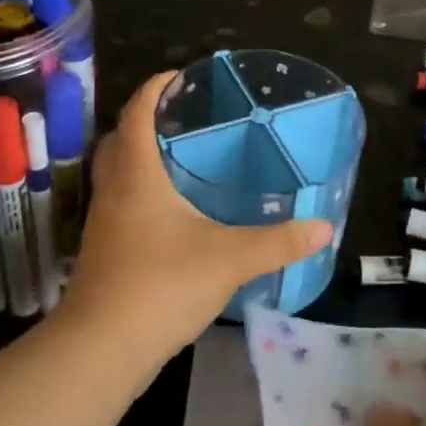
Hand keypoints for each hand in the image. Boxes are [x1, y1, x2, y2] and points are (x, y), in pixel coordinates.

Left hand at [60, 71, 331, 367]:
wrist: (101, 348)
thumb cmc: (161, 286)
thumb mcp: (229, 259)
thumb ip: (278, 242)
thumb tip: (323, 227)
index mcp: (137, 175)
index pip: (137, 113)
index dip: (155, 88)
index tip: (179, 76)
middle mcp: (113, 191)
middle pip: (119, 139)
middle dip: (146, 121)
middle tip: (184, 118)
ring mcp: (103, 223)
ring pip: (117, 174)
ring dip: (141, 158)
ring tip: (183, 160)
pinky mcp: (103, 251)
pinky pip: (120, 204)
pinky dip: (141, 193)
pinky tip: (172, 215)